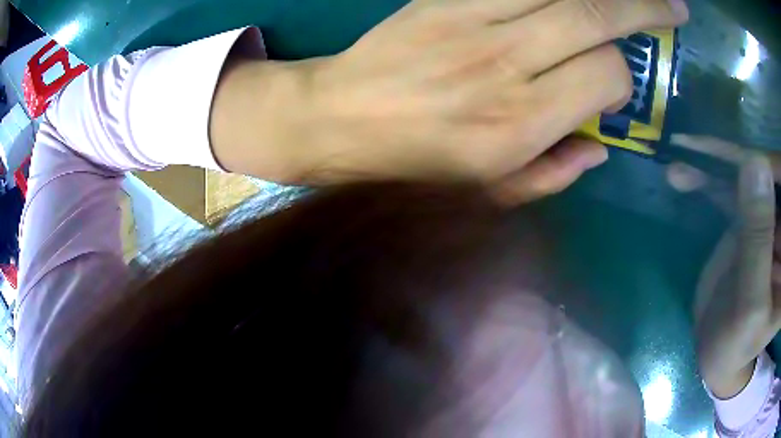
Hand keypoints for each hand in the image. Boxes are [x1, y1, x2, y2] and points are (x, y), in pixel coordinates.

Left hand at [212, 0, 687, 202]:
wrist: (340, 120)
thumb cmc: (413, 166)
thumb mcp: (486, 193)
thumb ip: (552, 174)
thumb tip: (600, 150)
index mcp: (519, 123)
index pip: (605, 78)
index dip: (623, 78)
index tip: (618, 81)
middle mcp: (506, 63)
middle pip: (596, 18)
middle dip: (644, 9)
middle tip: (674, 6)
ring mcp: (472, 21)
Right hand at [694, 152, 780, 398]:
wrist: (719, 353)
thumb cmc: (738, 345)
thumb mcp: (751, 305)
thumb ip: (758, 241)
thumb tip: (755, 162)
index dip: (770, 164)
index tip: (741, 155)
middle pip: (768, 173)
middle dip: (734, 159)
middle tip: (694, 151)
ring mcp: (769, 218)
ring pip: (748, 174)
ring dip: (714, 165)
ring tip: (681, 163)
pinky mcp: (751, 217)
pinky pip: (734, 186)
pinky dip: (709, 178)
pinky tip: (686, 175)